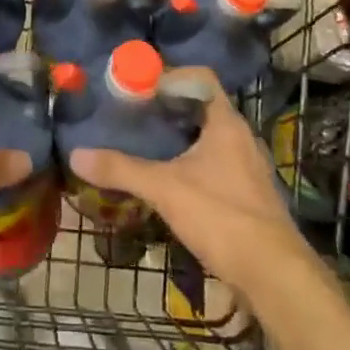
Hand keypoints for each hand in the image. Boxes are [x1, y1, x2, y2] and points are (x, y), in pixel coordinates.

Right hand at [67, 69, 311, 298]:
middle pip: (201, 106)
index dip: (168, 75)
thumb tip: (76, 154)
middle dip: (167, 107)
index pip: (199, 77)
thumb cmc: (221, 216)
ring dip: (179, 136)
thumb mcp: (164, 189)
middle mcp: (240, 136)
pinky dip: (190, 161)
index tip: (137, 85)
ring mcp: (247, 165)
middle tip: (132, 113)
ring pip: (208, 136)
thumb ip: (121, 170)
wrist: (273, 274)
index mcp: (225, 122)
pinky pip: (215, 162)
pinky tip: (169, 178)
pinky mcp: (248, 193)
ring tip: (144, 143)